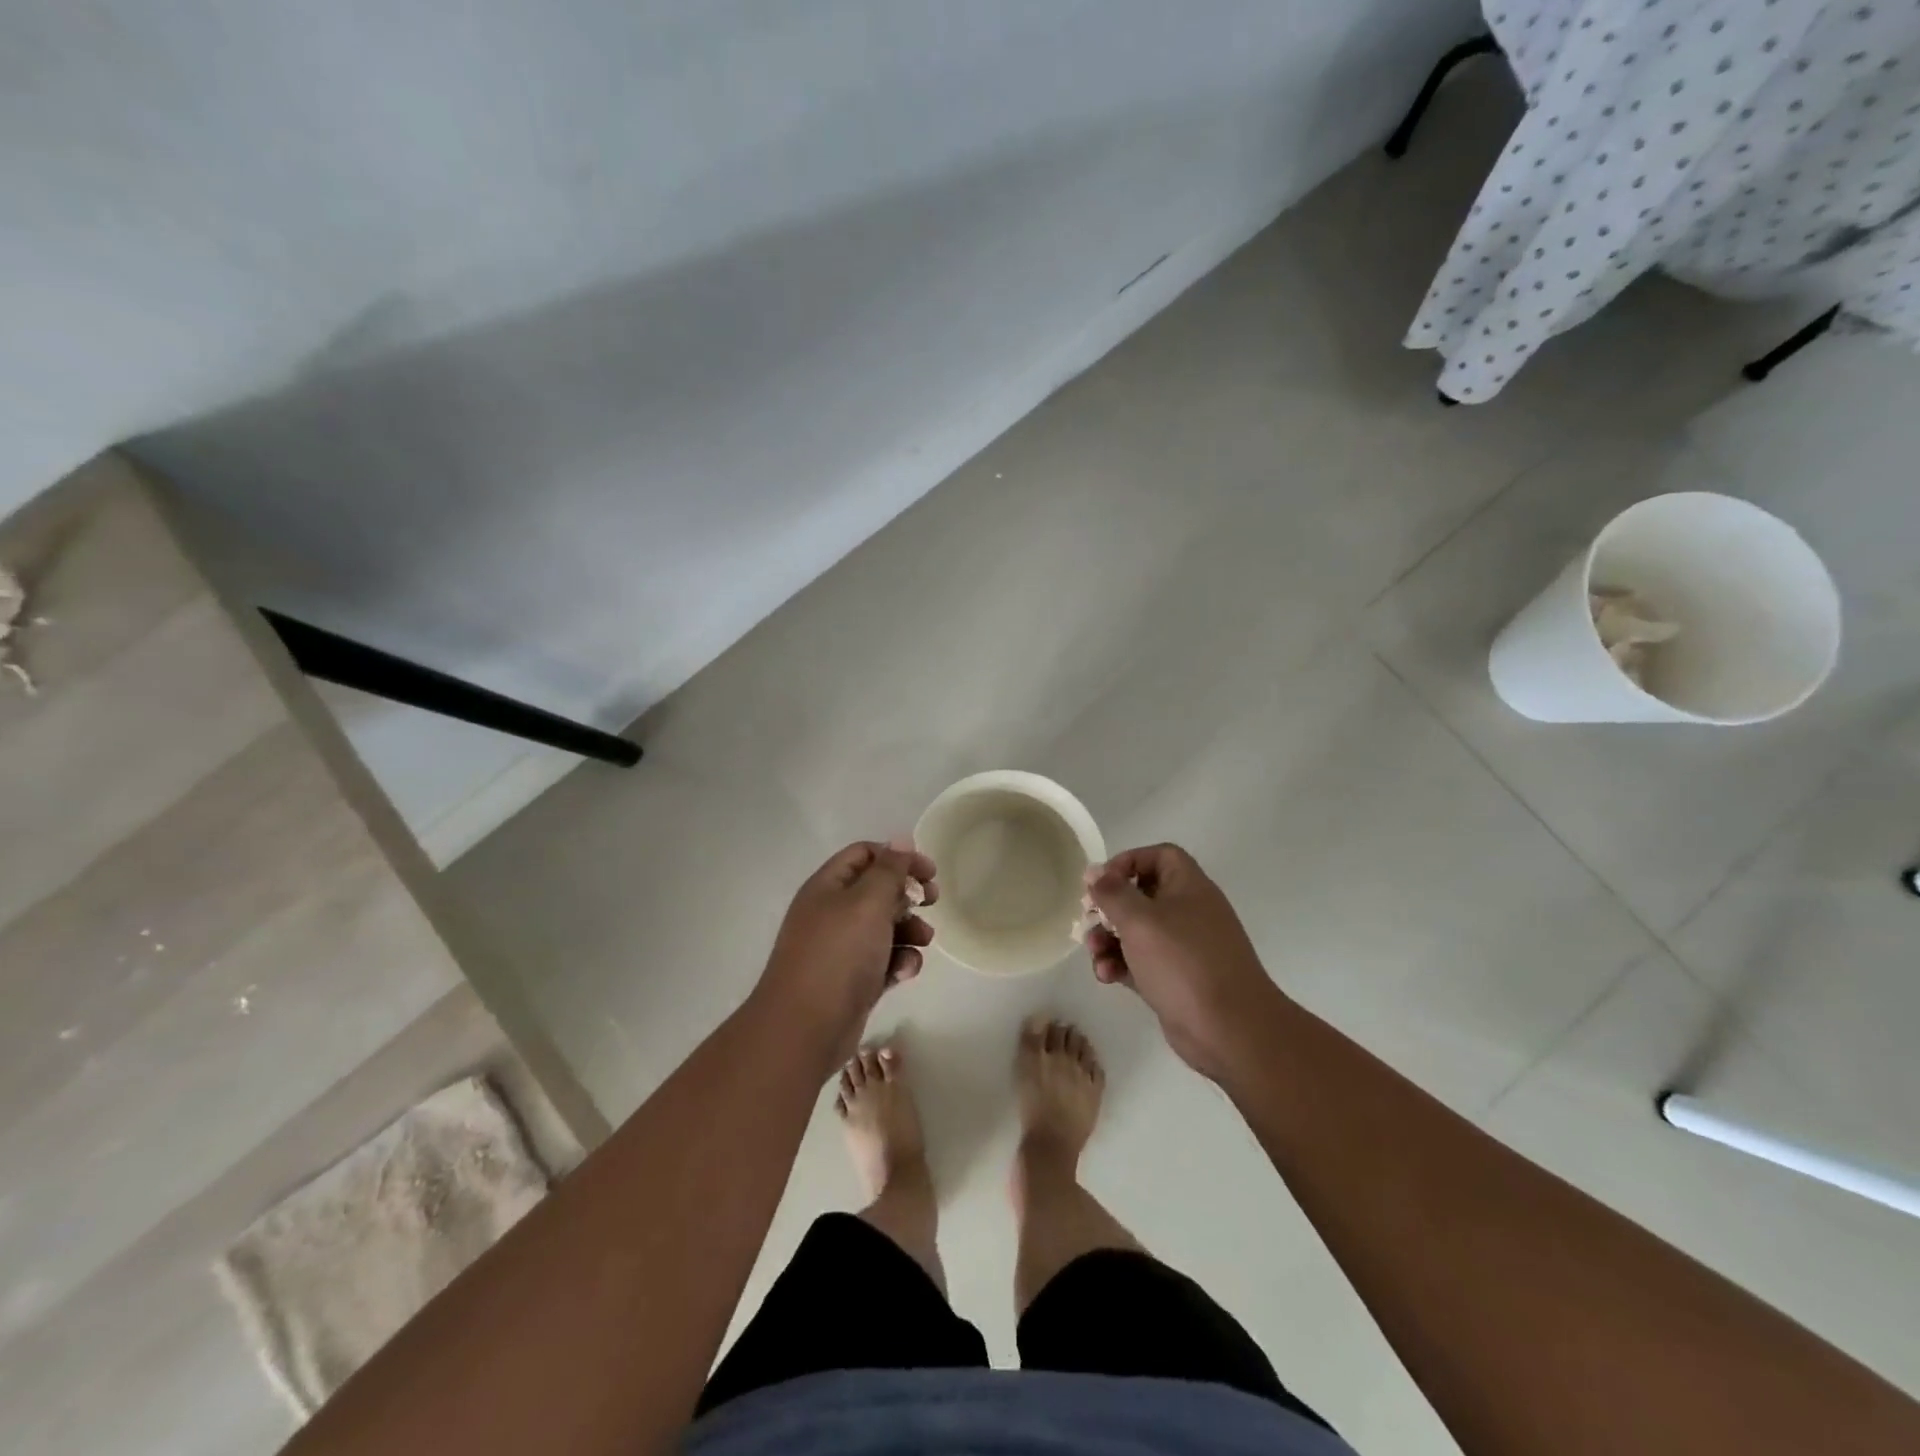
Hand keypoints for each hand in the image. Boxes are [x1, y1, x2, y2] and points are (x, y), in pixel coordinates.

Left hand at [755, 840, 936, 1060]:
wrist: (805, 1027)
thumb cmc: (838, 954)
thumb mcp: (868, 902)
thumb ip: (889, 870)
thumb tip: (901, 840)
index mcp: (828, 887)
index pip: (864, 855)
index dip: (897, 857)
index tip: (928, 871)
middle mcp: (832, 913)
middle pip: (877, 891)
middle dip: (908, 894)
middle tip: (933, 901)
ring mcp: (841, 949)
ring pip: (884, 928)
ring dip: (909, 930)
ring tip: (923, 940)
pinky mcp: (852, 981)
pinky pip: (882, 962)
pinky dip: (898, 962)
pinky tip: (905, 972)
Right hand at [1084, 844, 1280, 1079]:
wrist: (1230, 1030)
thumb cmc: (1183, 962)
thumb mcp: (1139, 920)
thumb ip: (1111, 893)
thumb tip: (1094, 871)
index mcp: (1189, 887)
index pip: (1159, 856)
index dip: (1128, 861)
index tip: (1101, 881)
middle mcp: (1189, 912)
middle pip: (1142, 895)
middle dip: (1110, 908)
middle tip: (1088, 920)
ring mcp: (1185, 948)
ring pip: (1138, 932)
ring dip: (1110, 940)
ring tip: (1094, 954)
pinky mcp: (1177, 979)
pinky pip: (1142, 962)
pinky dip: (1122, 965)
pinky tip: (1107, 976)